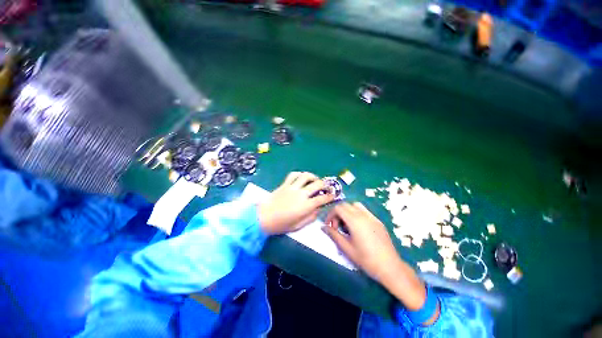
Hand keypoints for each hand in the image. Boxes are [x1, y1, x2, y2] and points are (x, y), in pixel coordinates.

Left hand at [258, 172, 333, 234]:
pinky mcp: (285, 184)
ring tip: (315, 180)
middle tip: (326, 187)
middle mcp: (301, 194)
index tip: (333, 195)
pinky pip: (293, 175)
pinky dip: (300, 174)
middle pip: (317, 184)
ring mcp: (292, 187)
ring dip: (313, 176)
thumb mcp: (299, 225)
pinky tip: (302, 177)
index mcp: (305, 206)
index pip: (322, 199)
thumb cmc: (281, 224)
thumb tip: (318, 208)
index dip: (330, 196)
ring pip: (306, 176)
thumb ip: (311, 217)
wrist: (263, 217)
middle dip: (325, 184)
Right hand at [323, 202, 401, 282]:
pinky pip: (364, 211)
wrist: (390, 267)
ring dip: (347, 211)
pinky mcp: (378, 221)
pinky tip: (358, 227)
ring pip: (355, 205)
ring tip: (347, 225)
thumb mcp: (346, 248)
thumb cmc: (366, 259)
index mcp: (354, 221)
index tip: (329, 226)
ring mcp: (372, 217)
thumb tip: (323, 227)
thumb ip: (333, 235)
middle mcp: (363, 215)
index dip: (330, 215)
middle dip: (338, 213)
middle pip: (345, 205)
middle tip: (337, 227)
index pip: (338, 208)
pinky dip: (357, 213)